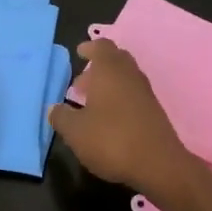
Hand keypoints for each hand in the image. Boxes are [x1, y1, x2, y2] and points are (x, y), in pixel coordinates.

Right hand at [48, 38, 194, 190]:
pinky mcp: (154, 111)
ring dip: (108, 84)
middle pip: (115, 60)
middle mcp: (130, 75)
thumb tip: (53, 108)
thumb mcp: (75, 132)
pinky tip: (108, 119)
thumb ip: (61, 117)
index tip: (80, 53)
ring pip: (125, 78)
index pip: (102, 46)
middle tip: (80, 85)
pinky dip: (119, 98)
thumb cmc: (111, 140)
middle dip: (97, 68)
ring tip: (90, 104)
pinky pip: (133, 94)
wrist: (158, 164)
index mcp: (110, 70)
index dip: (90, 47)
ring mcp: (145, 92)